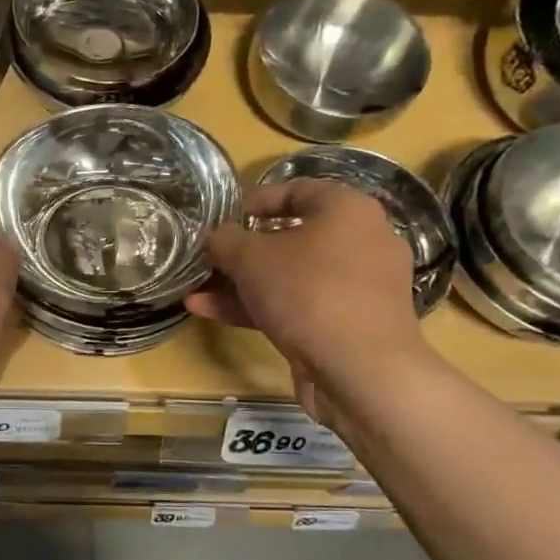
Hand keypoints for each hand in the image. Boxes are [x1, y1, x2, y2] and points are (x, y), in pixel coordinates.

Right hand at [186, 180, 430, 418]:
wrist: (360, 369)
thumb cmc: (307, 292)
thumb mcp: (250, 258)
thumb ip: (225, 240)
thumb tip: (215, 236)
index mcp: (347, 210)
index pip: (296, 190)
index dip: (253, 200)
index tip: (220, 216)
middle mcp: (362, 241)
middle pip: (292, 237)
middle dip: (242, 251)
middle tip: (210, 257)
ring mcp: (358, 287)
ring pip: (291, 276)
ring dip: (243, 283)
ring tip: (198, 290)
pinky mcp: (349, 323)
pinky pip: (299, 304)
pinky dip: (260, 306)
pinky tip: (211, 312)